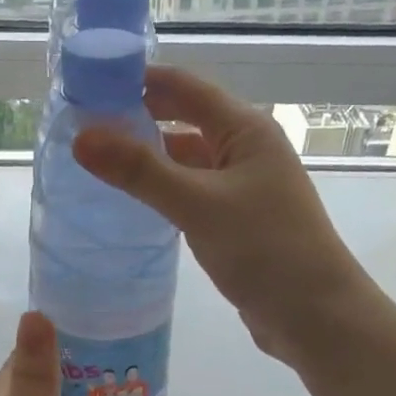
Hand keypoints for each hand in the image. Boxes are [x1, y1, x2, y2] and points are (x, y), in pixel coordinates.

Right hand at [72, 66, 369, 365]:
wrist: (315, 315)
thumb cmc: (265, 249)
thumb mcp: (198, 205)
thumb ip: (140, 171)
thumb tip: (81, 137)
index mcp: (244, 129)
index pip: (183, 87)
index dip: (136, 80)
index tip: (85, 85)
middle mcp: (245, 149)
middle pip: (184, 119)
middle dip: (137, 118)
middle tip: (80, 126)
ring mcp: (242, 186)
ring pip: (186, 160)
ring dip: (148, 158)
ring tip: (94, 162)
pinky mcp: (236, 221)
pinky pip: (191, 193)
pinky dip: (162, 191)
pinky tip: (131, 202)